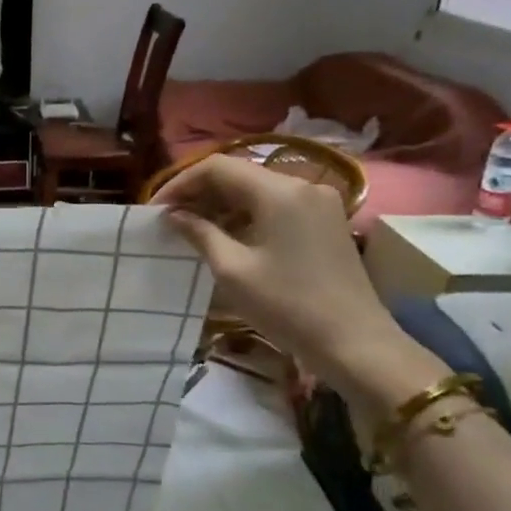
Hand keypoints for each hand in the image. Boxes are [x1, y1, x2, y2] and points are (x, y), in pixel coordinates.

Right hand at [152, 154, 402, 387]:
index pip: (217, 167)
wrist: (354, 343)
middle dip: (199, 193)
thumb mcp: (232, 270)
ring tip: (191, 229)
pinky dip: (245, 214)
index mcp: (279, 191)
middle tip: (170, 219)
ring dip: (220, 204)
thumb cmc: (287, 306)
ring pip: (256, 189)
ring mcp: (318, 203)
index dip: (180, 183)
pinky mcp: (324, 221)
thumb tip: (173, 215)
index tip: (156, 209)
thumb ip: (199, 233)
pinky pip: (275, 205)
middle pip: (238, 174)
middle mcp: (302, 185)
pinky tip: (225, 236)